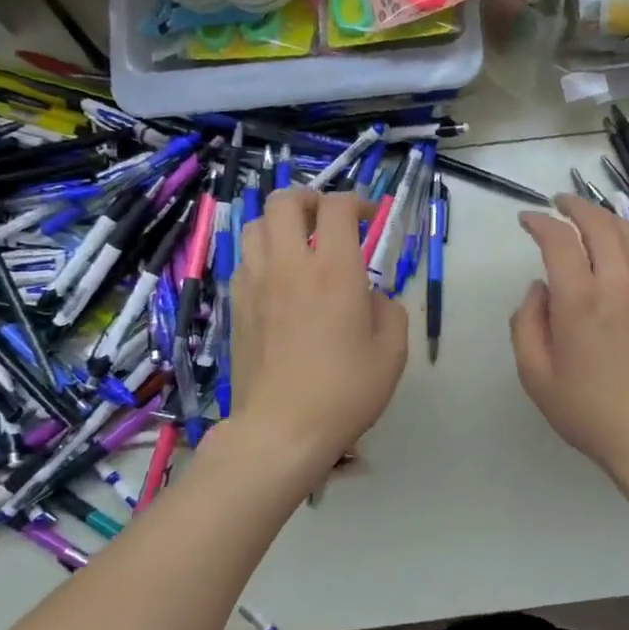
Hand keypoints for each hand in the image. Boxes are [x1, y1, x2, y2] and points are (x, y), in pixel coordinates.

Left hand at [230, 186, 408, 463]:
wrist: (281, 429)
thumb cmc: (345, 391)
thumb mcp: (392, 352)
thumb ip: (389, 310)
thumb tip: (371, 297)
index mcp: (334, 270)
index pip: (338, 207)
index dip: (357, 202)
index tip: (370, 218)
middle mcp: (290, 265)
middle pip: (284, 201)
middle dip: (309, 199)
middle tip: (327, 220)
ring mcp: (255, 284)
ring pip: (255, 225)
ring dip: (280, 224)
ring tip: (299, 245)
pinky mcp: (236, 306)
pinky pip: (245, 260)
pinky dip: (263, 255)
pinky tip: (279, 280)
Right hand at [511, 193, 628, 478]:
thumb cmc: (588, 411)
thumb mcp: (536, 375)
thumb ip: (527, 324)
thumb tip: (538, 289)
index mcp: (580, 301)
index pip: (560, 240)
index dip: (540, 222)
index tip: (526, 220)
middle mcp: (616, 285)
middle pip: (600, 225)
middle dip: (576, 207)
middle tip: (557, 203)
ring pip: (628, 235)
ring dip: (603, 217)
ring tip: (584, 216)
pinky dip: (624, 238)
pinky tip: (613, 247)